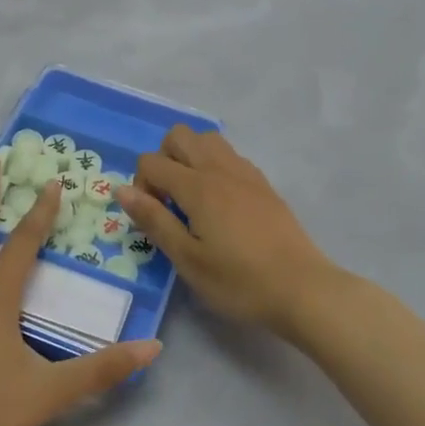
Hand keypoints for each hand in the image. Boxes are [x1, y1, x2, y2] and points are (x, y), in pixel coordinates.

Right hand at [117, 127, 343, 336]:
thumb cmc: (239, 282)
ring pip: (207, 139)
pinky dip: (214, 166)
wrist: (302, 289)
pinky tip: (220, 205)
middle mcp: (220, 168)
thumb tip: (122, 189)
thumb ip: (154, 220)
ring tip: (192, 199)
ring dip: (190, 158)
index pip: (151, 161)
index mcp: (197, 186)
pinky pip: (230, 156)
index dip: (141, 186)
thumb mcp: (188, 259)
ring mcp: (245, 173)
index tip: (153, 218)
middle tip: (169, 201)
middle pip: (179, 135)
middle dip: (163, 159)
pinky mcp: (263, 184)